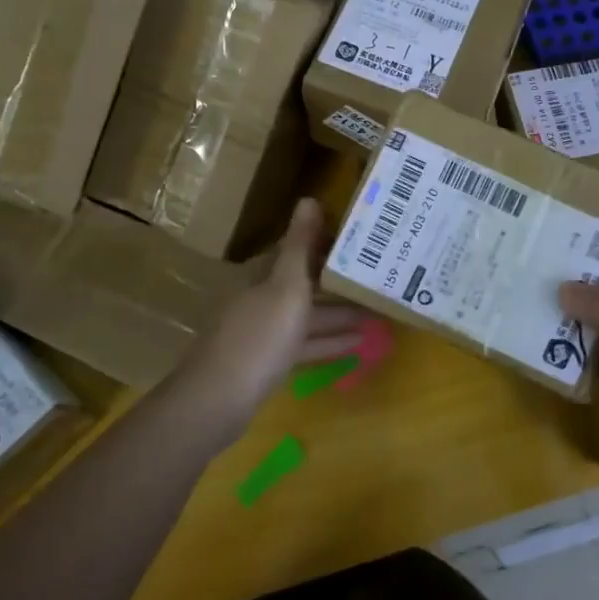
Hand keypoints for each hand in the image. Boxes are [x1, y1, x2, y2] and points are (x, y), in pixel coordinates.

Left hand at [185, 198, 373, 437]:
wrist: (218, 401)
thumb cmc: (258, 337)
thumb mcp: (286, 287)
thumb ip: (300, 245)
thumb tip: (309, 198)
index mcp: (263, 274)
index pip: (298, 248)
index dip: (329, 242)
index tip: (364, 241)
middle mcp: (262, 296)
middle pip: (306, 282)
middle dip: (340, 280)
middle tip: (380, 276)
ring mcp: (264, 330)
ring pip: (309, 314)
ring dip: (341, 313)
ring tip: (380, 311)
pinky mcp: (269, 361)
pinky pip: (306, 343)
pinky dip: (330, 341)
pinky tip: (359, 343)